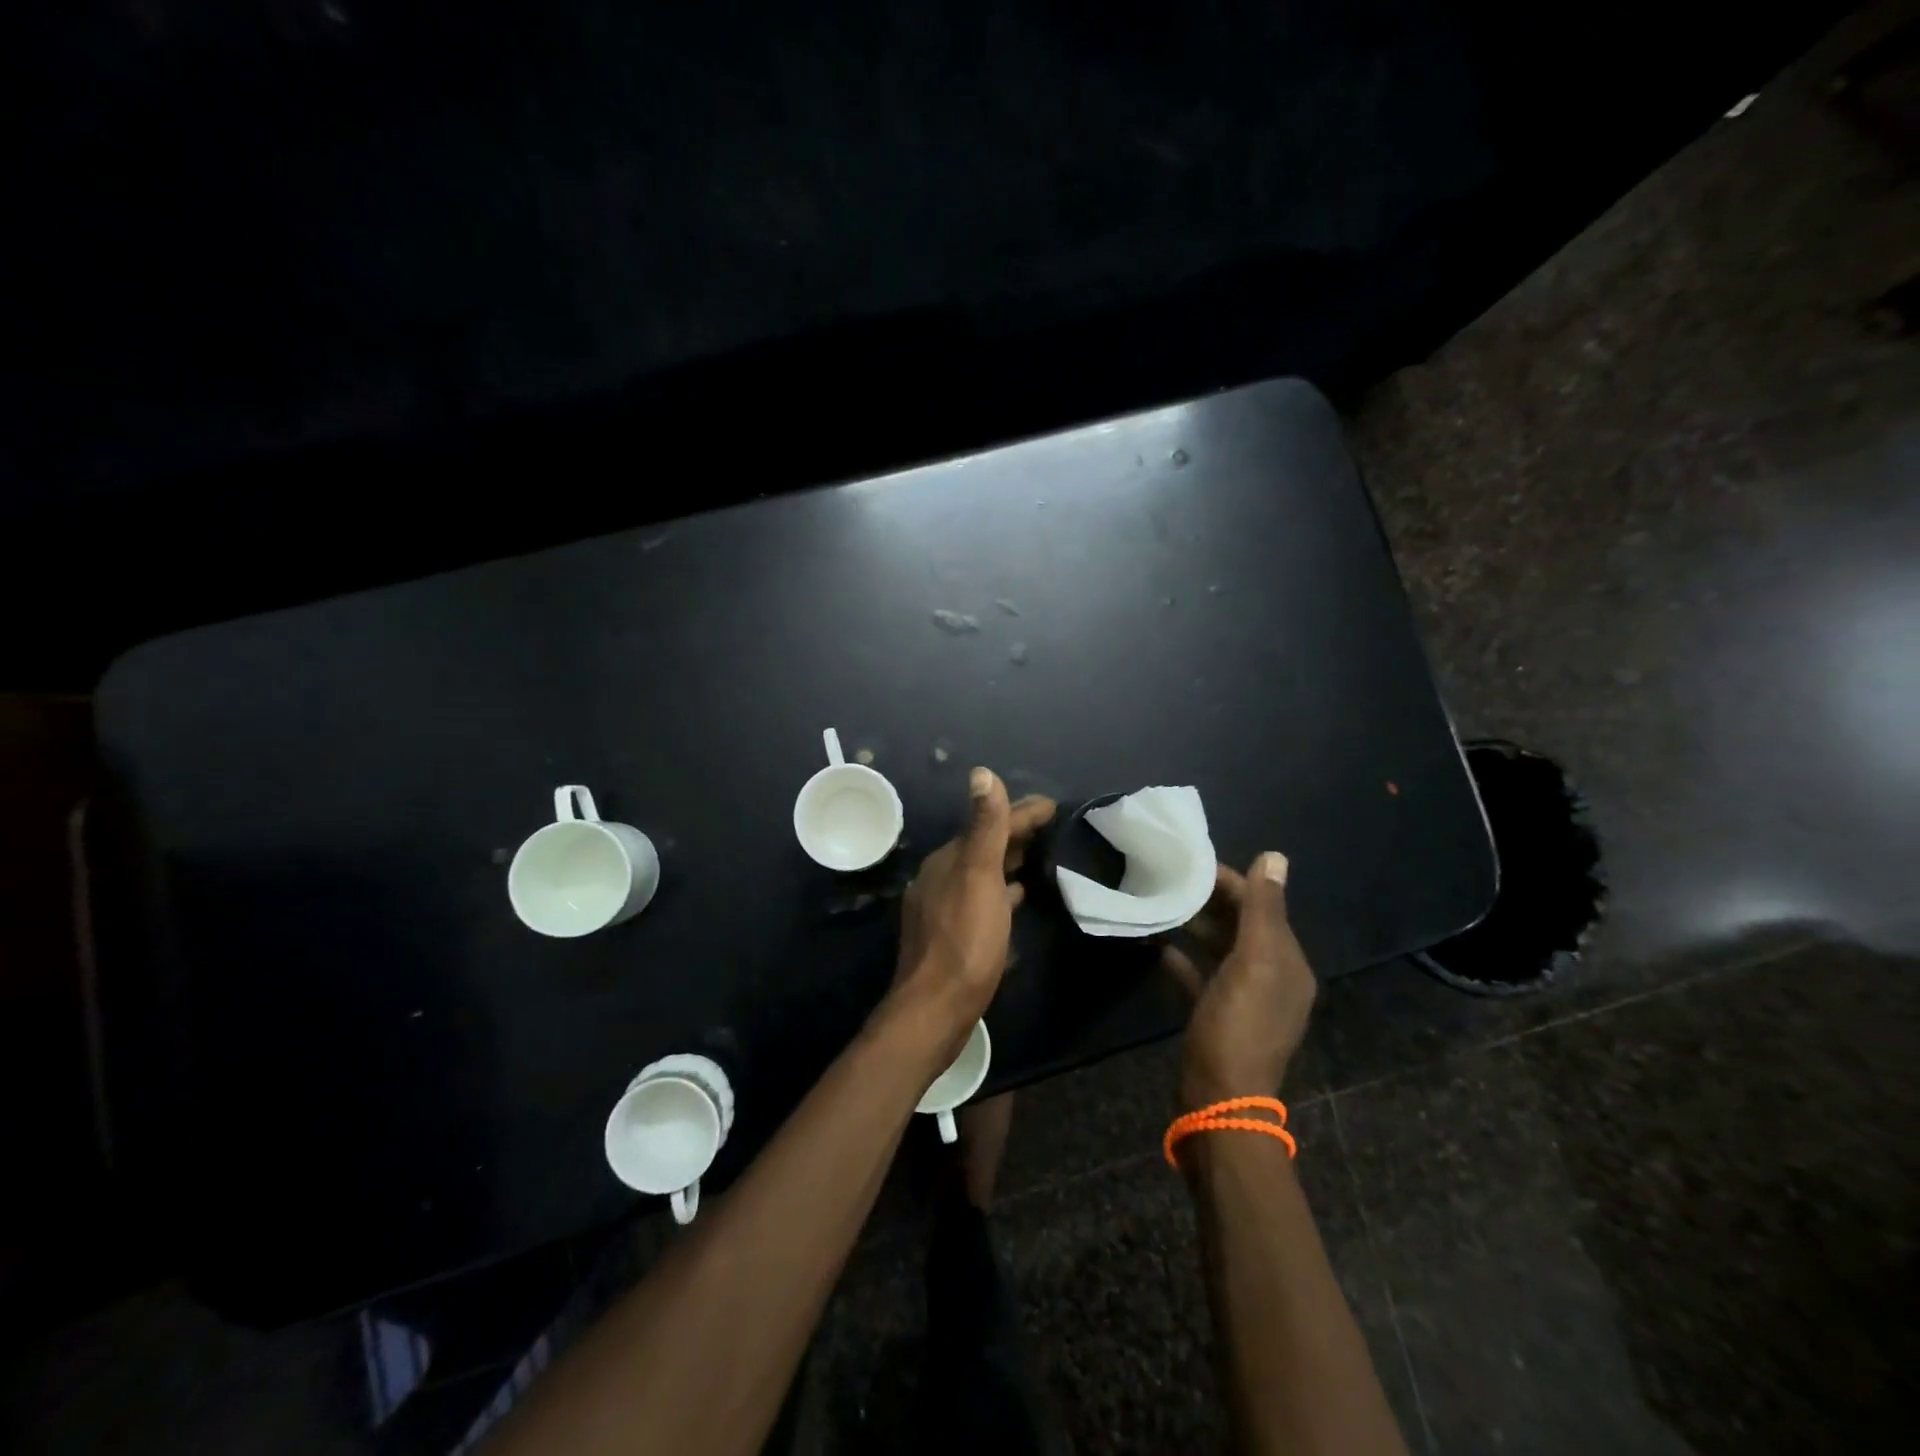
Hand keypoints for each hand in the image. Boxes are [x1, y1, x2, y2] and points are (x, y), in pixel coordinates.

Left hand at [892, 768, 1055, 1049]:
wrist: (936, 1008)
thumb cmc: (964, 940)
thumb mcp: (979, 877)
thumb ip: (985, 827)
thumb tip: (981, 773)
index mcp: (948, 859)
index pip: (989, 823)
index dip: (1022, 811)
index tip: (1054, 806)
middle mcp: (941, 877)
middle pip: (984, 845)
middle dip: (1016, 833)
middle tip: (1054, 828)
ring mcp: (943, 906)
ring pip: (983, 872)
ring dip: (1009, 861)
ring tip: (1041, 857)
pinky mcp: (951, 934)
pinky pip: (982, 898)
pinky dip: (1001, 891)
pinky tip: (1017, 898)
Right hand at [1163, 852, 1316, 1110]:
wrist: (1219, 1097)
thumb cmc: (1238, 1024)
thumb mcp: (1254, 962)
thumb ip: (1262, 909)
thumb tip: (1275, 856)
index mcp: (1287, 962)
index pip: (1262, 906)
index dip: (1232, 881)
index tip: (1191, 863)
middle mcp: (1271, 977)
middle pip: (1241, 925)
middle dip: (1210, 900)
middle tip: (1169, 878)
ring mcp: (1244, 998)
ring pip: (1220, 948)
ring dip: (1195, 926)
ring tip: (1160, 903)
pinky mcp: (1217, 1015)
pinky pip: (1202, 975)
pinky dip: (1184, 958)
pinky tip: (1158, 946)